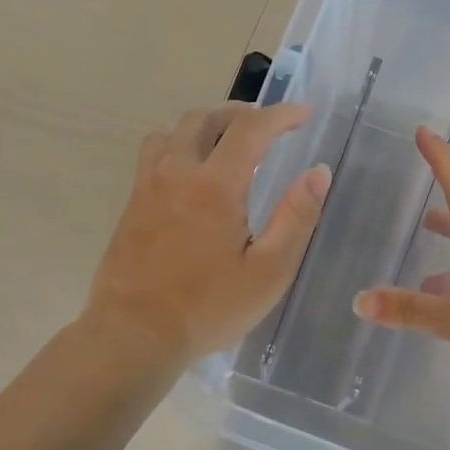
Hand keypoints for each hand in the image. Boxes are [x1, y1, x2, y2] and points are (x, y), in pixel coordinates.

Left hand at [86, 103, 328, 364]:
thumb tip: (317, 173)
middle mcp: (177, 172)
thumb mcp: (268, 272)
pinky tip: (190, 175)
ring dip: (204, 126)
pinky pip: (154, 154)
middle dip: (241, 114)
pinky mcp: (131, 205)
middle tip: (266, 129)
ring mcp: (147, 187)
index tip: (304, 114)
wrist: (134, 335)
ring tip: (226, 144)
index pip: (251, 128)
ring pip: (172, 131)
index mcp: (215, 185)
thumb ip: (296, 218)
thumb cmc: (208, 308)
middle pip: (205, 118)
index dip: (282, 115)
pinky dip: (178, 146)